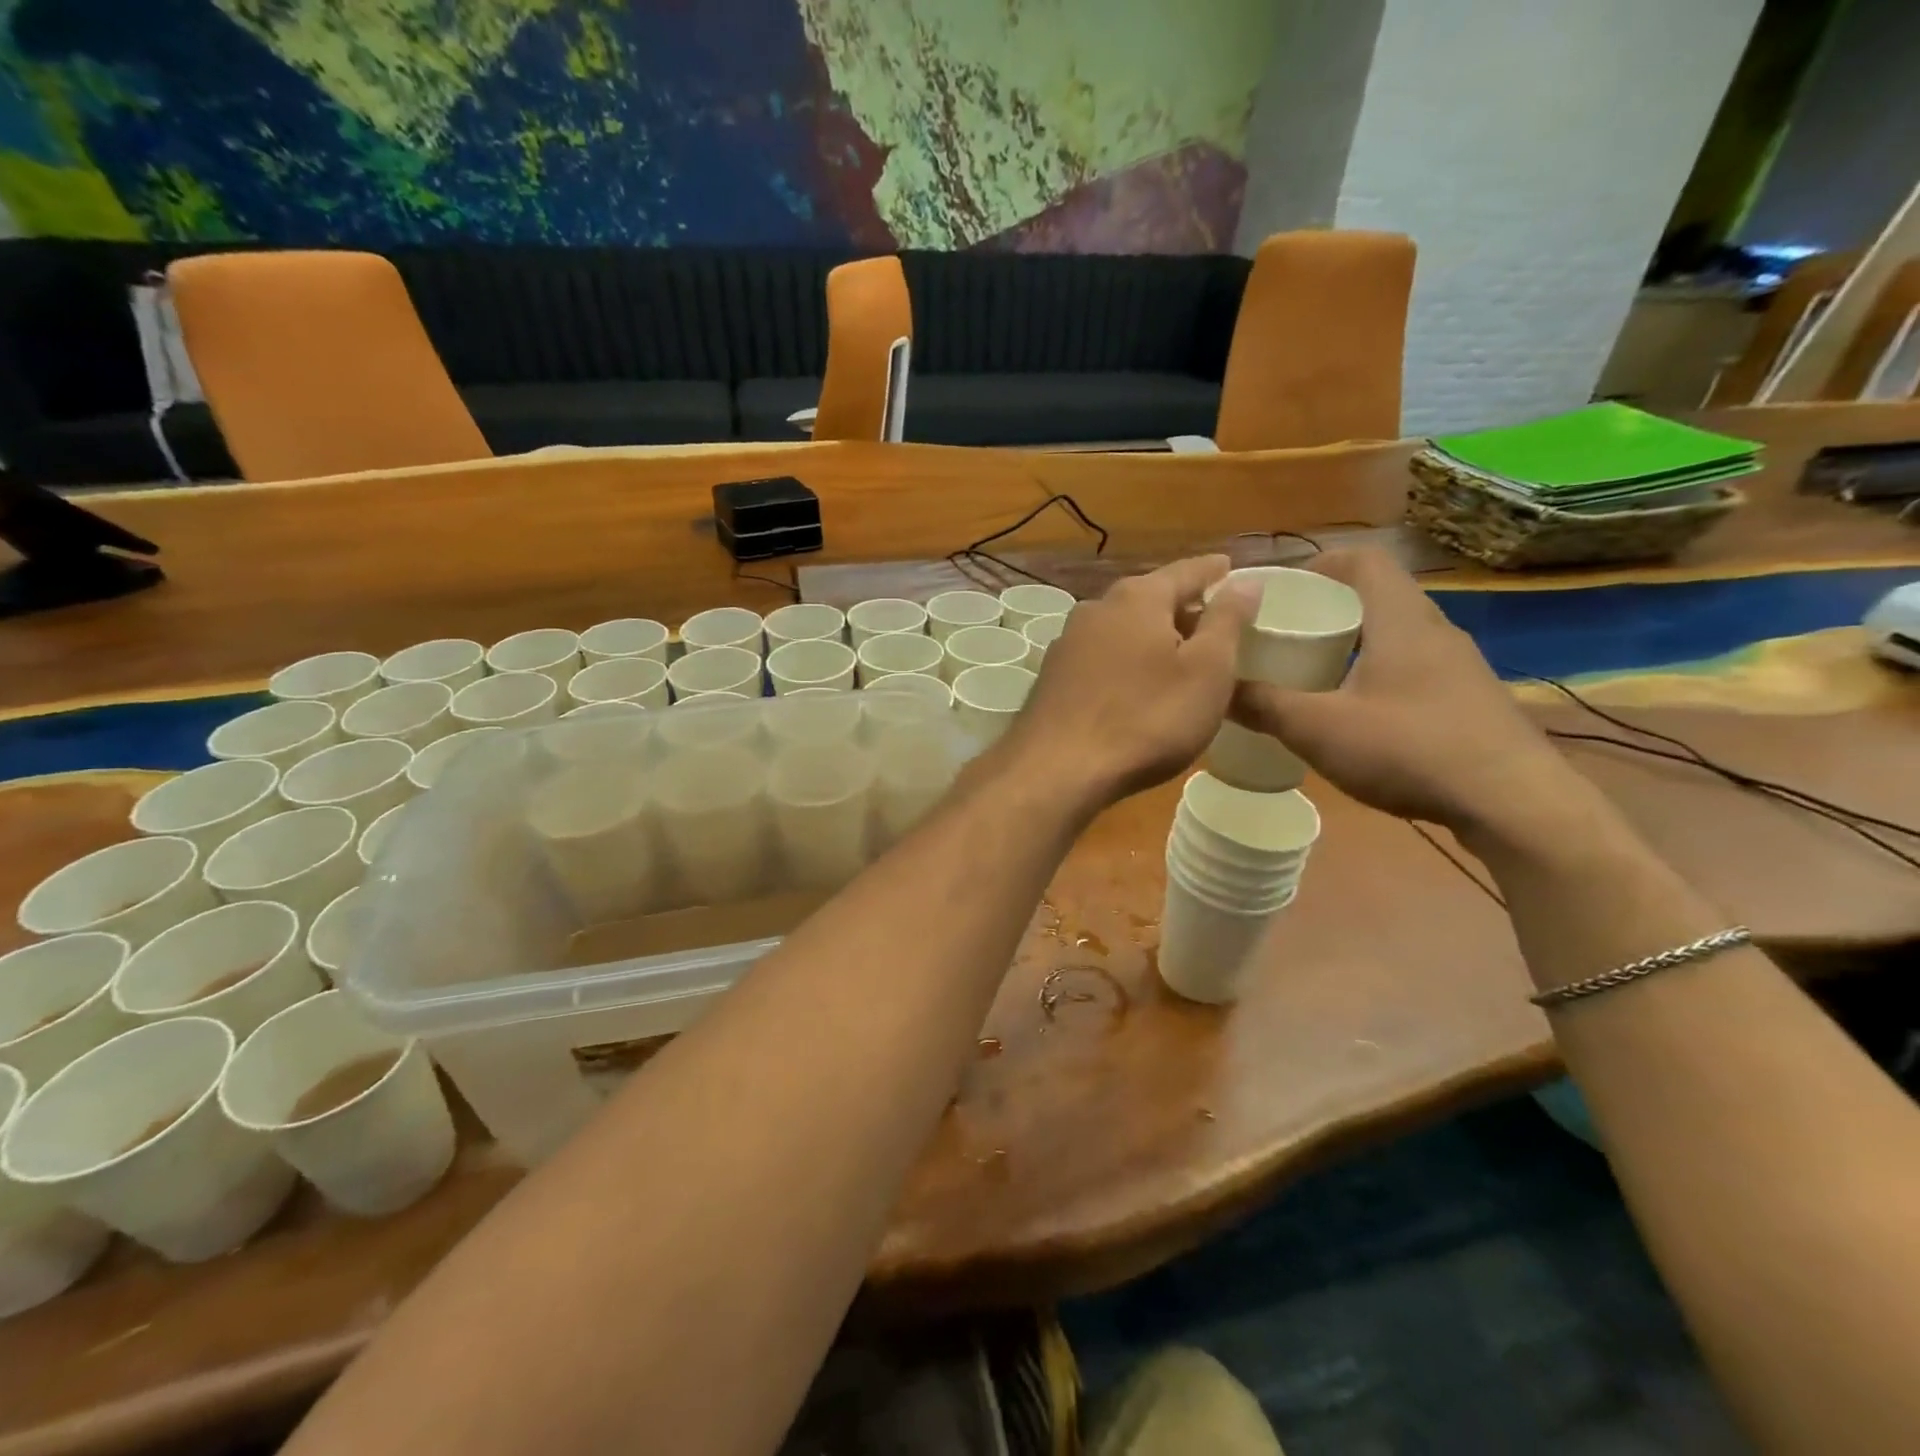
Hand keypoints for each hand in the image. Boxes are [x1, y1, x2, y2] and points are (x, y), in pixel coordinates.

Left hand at [1002, 555, 1259, 806]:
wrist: (1057, 769)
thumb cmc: (1146, 719)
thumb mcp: (1207, 670)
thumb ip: (1227, 621)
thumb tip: (1245, 581)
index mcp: (1138, 598)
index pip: (1187, 570)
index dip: (1214, 571)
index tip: (1232, 569)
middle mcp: (1096, 609)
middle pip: (1149, 597)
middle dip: (1182, 605)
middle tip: (1212, 619)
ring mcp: (1067, 643)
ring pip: (1121, 627)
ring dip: (1150, 635)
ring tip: (1177, 653)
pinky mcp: (1053, 677)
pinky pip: (1101, 656)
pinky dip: (1125, 660)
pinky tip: (1135, 684)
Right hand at [1232, 549, 1574, 830]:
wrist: (1513, 804)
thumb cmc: (1409, 749)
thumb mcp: (1319, 729)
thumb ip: (1264, 706)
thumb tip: (1216, 690)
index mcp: (1401, 620)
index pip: (1364, 561)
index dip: (1320, 564)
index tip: (1282, 589)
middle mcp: (1435, 631)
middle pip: (1378, 597)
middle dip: (1328, 609)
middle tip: (1285, 634)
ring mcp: (1459, 667)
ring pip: (1396, 636)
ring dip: (1354, 644)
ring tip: (1312, 673)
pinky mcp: (1469, 701)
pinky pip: (1413, 669)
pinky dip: (1377, 674)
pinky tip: (1357, 714)